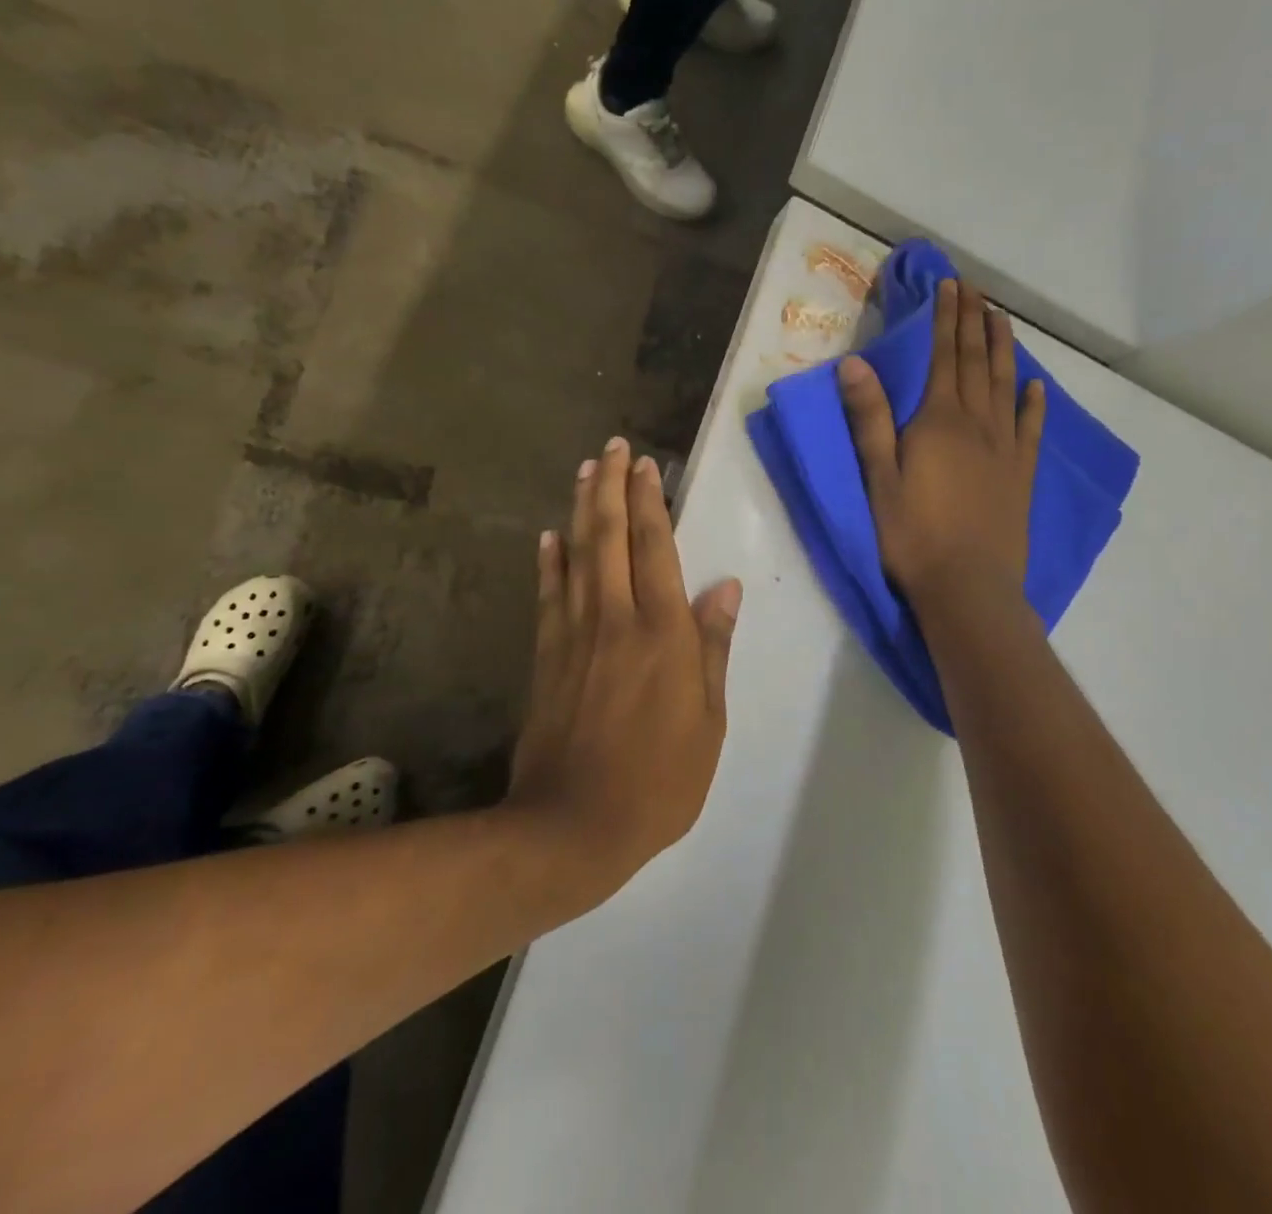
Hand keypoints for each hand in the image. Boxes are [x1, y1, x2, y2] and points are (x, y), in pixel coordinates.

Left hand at [509, 437, 742, 899]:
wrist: (573, 824)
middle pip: (610, 537)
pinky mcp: (547, 655)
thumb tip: (723, 589)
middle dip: (612, 488)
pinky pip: (549, 595)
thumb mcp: (708, 722)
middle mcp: (615, 619)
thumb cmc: (659, 780)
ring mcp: (575, 634)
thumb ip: (712, 649)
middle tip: (612, 448)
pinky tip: (550, 537)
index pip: (655, 549)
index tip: (646, 465)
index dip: (650, 503)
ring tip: (585, 472)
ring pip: (577, 555)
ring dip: (582, 510)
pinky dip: (549, 561)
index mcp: (661, 633)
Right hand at [838, 278, 1045, 608]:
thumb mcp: (879, 477)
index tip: (949, 286)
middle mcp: (976, 423)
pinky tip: (1035, 386)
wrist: (968, 586)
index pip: (942, 357)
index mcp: (938, 421)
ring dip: (1003, 348)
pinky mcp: (1021, 474)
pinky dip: (1033, 402)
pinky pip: (1030, 428)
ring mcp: (1004, 448)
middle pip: (975, 362)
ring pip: (1005, 385)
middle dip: (973, 321)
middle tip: (974, 289)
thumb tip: (854, 363)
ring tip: (1001, 318)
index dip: (945, 319)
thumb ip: (869, 419)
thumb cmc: (912, 534)